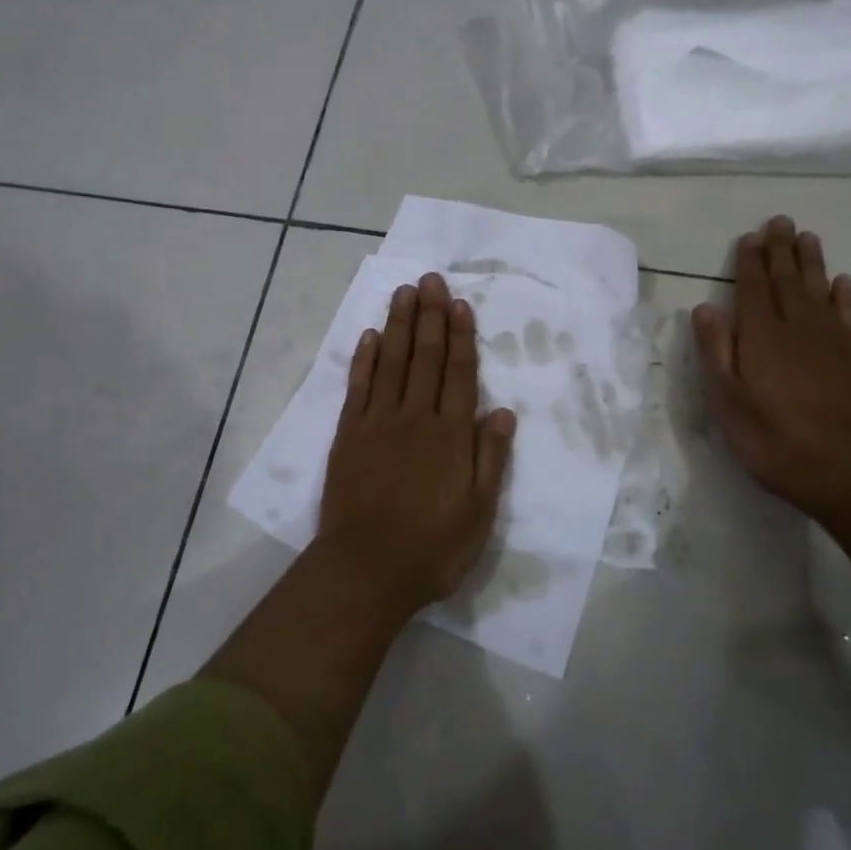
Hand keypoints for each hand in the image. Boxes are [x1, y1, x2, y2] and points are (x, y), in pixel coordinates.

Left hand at [318, 272, 517, 612]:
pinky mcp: (348, 436)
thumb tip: (502, 413)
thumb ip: (490, 459)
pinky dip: (364, 359)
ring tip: (404, 292)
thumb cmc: (432, 547)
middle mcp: (415, 417)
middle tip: (431, 279)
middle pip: (426, 357)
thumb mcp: (479, 512)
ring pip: (391, 362)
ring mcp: (377, 423)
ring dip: (398, 325)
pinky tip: (369, 336)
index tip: (459, 303)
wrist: (366, 570)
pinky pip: (358, 387)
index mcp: (450, 435)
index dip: (461, 336)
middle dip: (430, 316)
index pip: (459, 373)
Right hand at [691, 217, 850, 520]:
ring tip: (808, 236)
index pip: (752, 288)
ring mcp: (831, 341)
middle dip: (780, 250)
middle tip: (779, 221)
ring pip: (818, 290)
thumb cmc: (775, 439)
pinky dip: (844, 295)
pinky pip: (847, 315)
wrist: (848, 471)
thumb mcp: (728, 402)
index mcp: (761, 336)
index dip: (749, 262)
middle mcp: (797, 328)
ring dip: (811, 262)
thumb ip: (715, 352)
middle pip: (787, 280)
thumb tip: (704, 307)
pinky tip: (843, 281)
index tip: (749, 237)